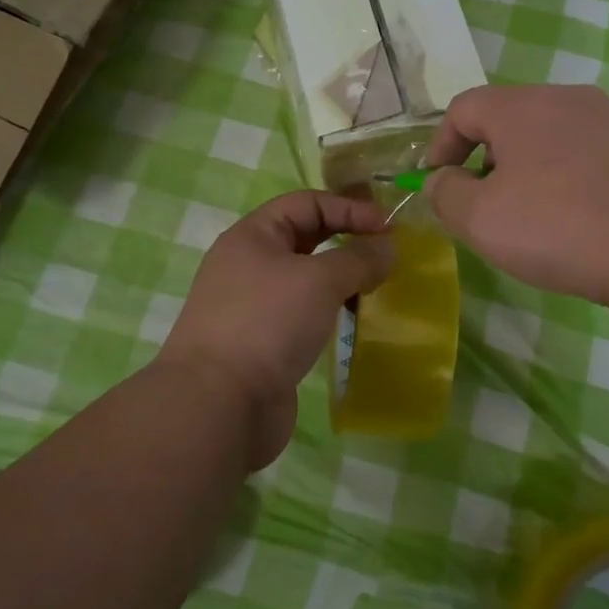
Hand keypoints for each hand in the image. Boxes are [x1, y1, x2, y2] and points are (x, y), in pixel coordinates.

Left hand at [159, 190, 392, 468]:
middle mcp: (249, 264)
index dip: (350, 208)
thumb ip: (359, 258)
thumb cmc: (268, 323)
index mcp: (253, 236)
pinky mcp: (263, 342)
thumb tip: (387, 249)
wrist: (219, 405)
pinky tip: (352, 321)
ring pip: (306, 278)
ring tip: (375, 288)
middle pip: (306, 238)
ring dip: (341, 278)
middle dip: (347, 240)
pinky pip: (303, 312)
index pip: (307, 203)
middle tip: (386, 254)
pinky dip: (329, 310)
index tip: (389, 228)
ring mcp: (254, 305)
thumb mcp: (320, 280)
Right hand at [424, 84, 608, 312]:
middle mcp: (568, 98)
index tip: (438, 184)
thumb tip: (443, 180)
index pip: (464, 108)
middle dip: (486, 158)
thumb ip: (445, 193)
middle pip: (509, 118)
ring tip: (535, 215)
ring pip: (552, 135)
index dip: (440, 145)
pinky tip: (582, 218)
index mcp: (523, 106)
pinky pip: (590, 153)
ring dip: (529, 168)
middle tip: (486, 204)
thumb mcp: (480, 220)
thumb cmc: (561, 228)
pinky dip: (570, 176)